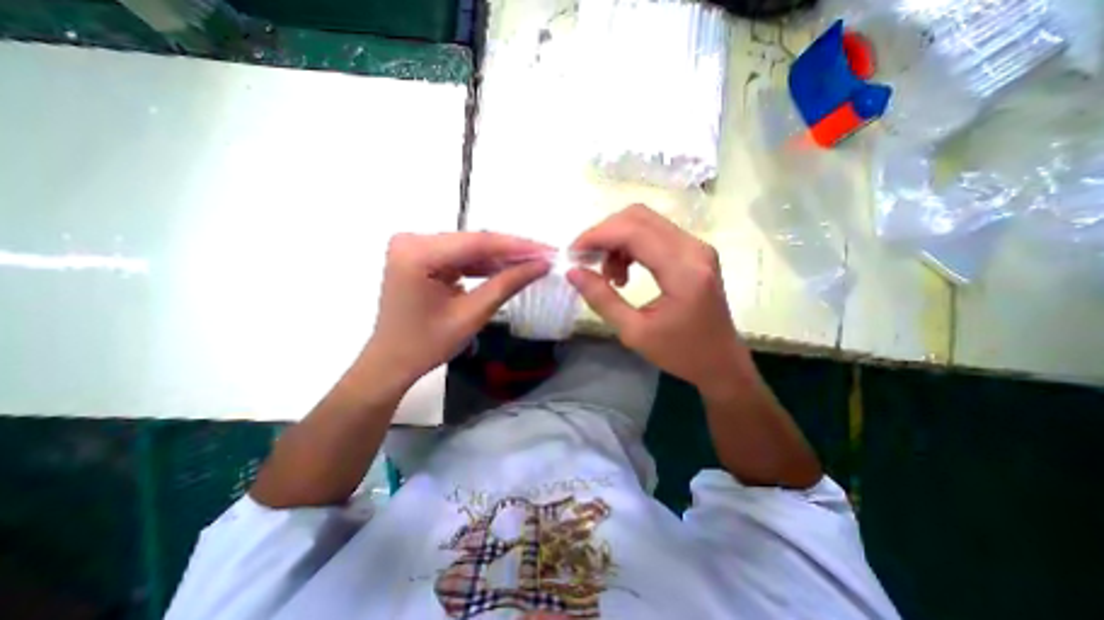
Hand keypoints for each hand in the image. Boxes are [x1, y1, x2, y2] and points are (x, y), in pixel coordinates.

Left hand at [356, 231, 549, 393]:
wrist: (392, 362)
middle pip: (475, 242)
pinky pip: (461, 257)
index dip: (519, 247)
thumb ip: (507, 284)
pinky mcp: (422, 257)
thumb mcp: (472, 315)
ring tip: (533, 264)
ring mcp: (416, 247)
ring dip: (501, 258)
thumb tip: (541, 265)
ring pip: (471, 248)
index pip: (479, 242)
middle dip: (513, 252)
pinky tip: (508, 269)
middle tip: (546, 258)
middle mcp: (413, 241)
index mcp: (418, 253)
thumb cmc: (427, 345)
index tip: (549, 252)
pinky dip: (485, 265)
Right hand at [570, 206, 751, 394]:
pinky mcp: (694, 251)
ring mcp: (697, 247)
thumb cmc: (680, 353)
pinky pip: (655, 233)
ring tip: (609, 276)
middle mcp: (693, 248)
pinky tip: (624, 272)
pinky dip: (630, 245)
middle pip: (638, 217)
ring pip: (645, 222)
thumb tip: (573, 272)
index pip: (633, 231)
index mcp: (683, 270)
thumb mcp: (634, 332)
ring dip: (617, 241)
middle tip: (586, 261)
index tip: (573, 254)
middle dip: (604, 234)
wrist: (721, 362)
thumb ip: (601, 299)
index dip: (597, 236)